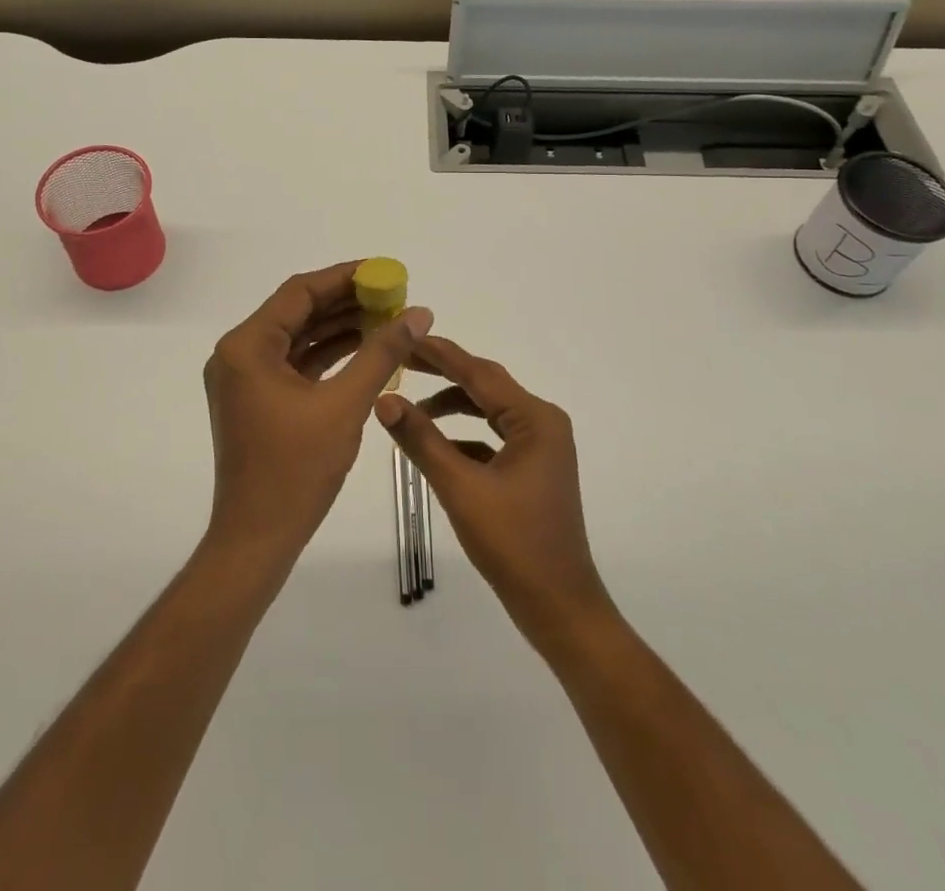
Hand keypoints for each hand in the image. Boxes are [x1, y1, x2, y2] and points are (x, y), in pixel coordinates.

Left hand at [203, 261, 432, 562]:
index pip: (300, 292)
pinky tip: (365, 350)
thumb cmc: (296, 470)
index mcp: (247, 346)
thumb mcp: (345, 405)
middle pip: (298, 311)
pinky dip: (329, 355)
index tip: (384, 272)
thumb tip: (419, 313)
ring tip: (387, 319)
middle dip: (346, 302)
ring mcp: (246, 378)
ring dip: (340, 328)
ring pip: (299, 337)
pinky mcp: (257, 400)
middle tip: (393, 296)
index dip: (344, 277)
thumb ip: (381, 353)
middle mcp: (238, 354)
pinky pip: (296, 363)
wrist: (257, 540)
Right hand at [375, 336, 613, 644]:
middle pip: (484, 386)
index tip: (405, 335)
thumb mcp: (460, 488)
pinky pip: (492, 438)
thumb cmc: (514, 544)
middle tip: (401, 360)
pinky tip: (435, 445)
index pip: (479, 373)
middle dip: (442, 374)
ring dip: (451, 406)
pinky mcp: (532, 469)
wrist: (560, 608)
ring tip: (410, 406)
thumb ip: (421, 439)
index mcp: (535, 419)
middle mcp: (542, 423)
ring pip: (487, 412)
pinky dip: (464, 436)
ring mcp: (540, 447)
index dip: (440, 354)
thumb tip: (384, 399)